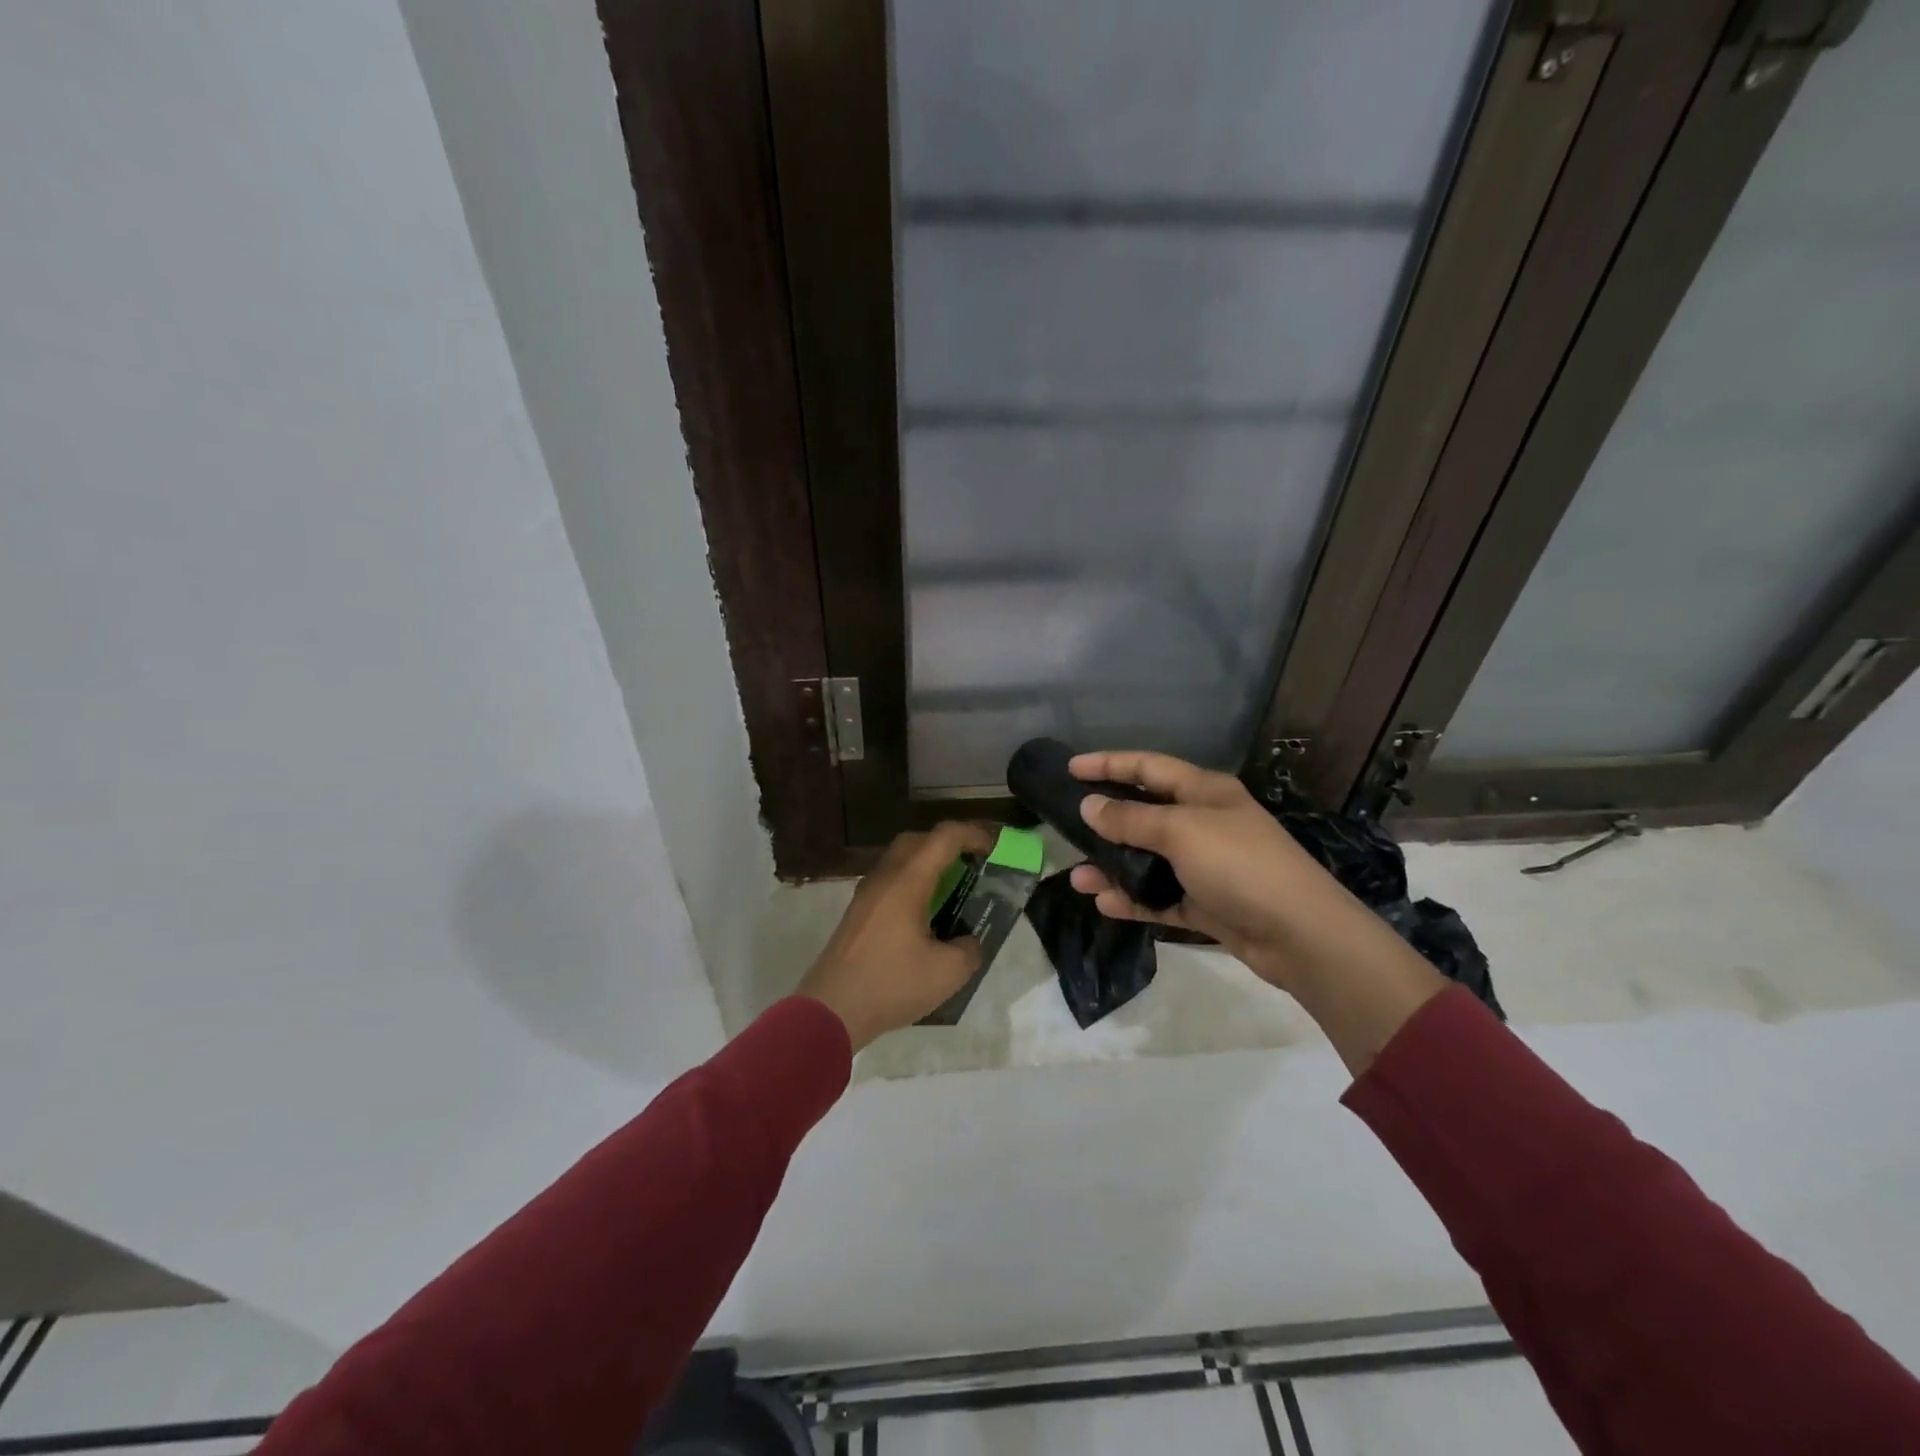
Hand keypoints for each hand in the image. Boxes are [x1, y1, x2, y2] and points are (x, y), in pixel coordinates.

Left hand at [798, 821, 995, 1050]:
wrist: (831, 1010)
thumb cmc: (891, 984)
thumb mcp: (947, 973)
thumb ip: (969, 950)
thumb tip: (967, 942)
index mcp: (908, 881)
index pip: (944, 837)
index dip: (973, 834)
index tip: (993, 850)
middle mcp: (884, 877)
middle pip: (918, 840)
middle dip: (948, 845)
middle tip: (971, 867)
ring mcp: (866, 894)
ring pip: (900, 860)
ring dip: (927, 865)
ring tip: (950, 892)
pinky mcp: (857, 913)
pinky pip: (889, 881)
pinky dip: (911, 884)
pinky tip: (923, 916)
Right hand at [1065, 751, 1382, 993]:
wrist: (1300, 934)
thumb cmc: (1240, 865)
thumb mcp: (1181, 831)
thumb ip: (1131, 818)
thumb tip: (1089, 806)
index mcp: (1204, 792)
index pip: (1148, 767)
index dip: (1108, 763)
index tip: (1069, 768)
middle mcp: (1204, 823)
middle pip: (1144, 814)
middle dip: (1106, 821)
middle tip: (1067, 826)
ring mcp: (1205, 866)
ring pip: (1147, 860)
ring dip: (1113, 867)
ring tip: (1078, 878)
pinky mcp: (1206, 903)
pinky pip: (1159, 897)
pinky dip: (1134, 900)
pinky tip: (1105, 904)